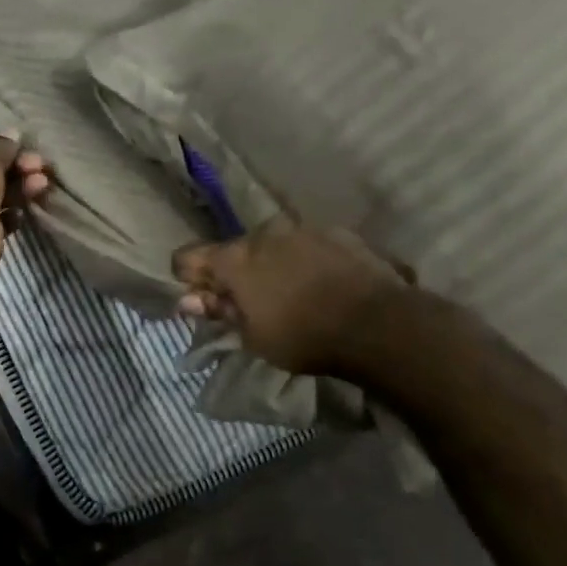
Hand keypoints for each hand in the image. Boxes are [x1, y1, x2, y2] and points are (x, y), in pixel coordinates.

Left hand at [0, 135, 50, 273]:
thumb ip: (1, 145)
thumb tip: (14, 134)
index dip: (0, 148)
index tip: (22, 146)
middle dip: (18, 168)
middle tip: (38, 164)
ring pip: (1, 195)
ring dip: (23, 187)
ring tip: (41, 183)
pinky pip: (5, 219)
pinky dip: (16, 213)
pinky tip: (24, 209)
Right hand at [172, 214, 415, 378]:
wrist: (379, 324)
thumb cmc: (304, 337)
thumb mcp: (253, 337)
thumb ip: (219, 313)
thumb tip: (188, 301)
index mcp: (234, 259)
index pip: (187, 257)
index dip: (188, 278)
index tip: (203, 301)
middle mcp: (262, 233)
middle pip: (233, 250)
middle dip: (235, 274)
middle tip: (251, 304)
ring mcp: (302, 228)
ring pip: (272, 244)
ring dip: (272, 265)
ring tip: (292, 293)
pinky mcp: (337, 232)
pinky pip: (307, 244)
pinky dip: (305, 261)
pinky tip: (322, 284)